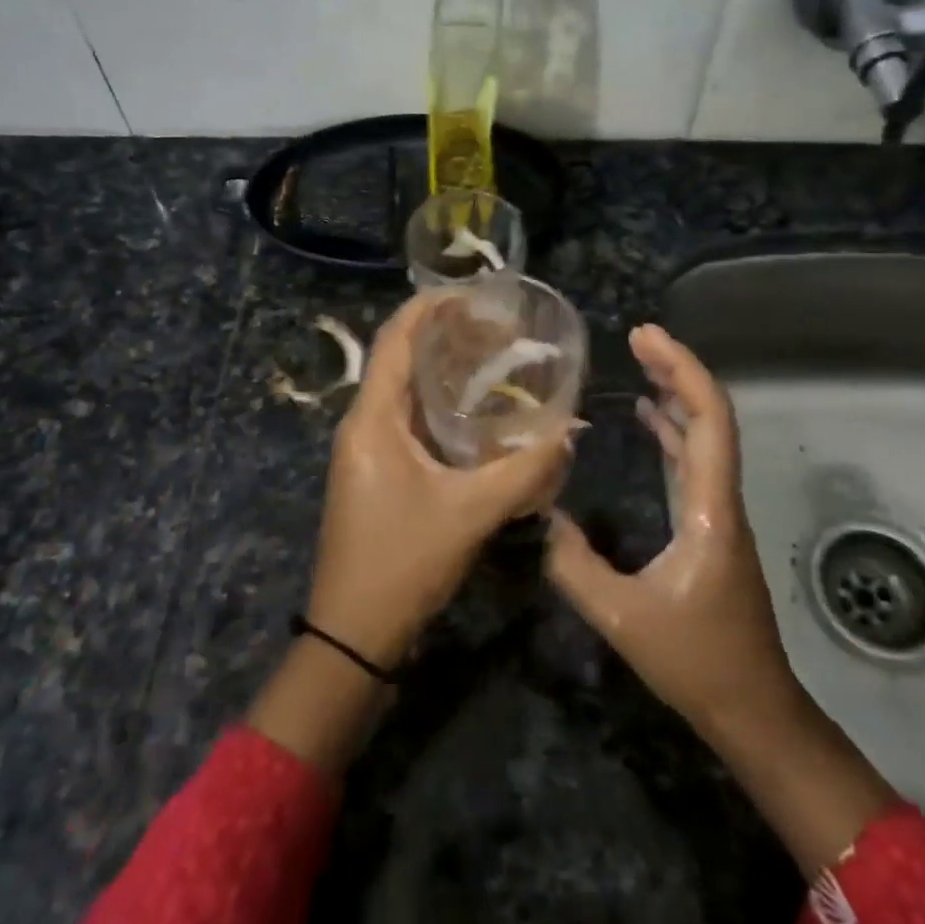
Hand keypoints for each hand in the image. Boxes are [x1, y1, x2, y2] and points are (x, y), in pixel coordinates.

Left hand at [307, 291, 574, 670]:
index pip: (395, 338)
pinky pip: (406, 418)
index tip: (474, 291)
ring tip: (493, 354)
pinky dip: (439, 403)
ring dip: (442, 368)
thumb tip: (572, 431)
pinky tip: (476, 410)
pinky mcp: (376, 470)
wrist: (352, 632)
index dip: (429, 306)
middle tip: (497, 324)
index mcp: (372, 418)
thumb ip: (526, 471)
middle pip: (399, 358)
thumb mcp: (471, 513)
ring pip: (403, 389)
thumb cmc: (403, 562)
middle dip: (443, 333)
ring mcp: (366, 448)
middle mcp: (362, 423)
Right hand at [544, 323, 798, 742]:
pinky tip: (644, 416)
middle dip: (676, 369)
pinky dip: (670, 429)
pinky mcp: (709, 525)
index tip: (646, 336)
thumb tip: (536, 513)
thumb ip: (574, 565)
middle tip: (638, 336)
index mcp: (709, 508)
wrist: (753, 709)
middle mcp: (720, 498)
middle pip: (710, 416)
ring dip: (675, 394)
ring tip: (638, 360)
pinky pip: (692, 460)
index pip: (709, 421)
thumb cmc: (698, 663)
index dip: (682, 370)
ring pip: (704, 435)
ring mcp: (718, 510)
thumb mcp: (623, 618)